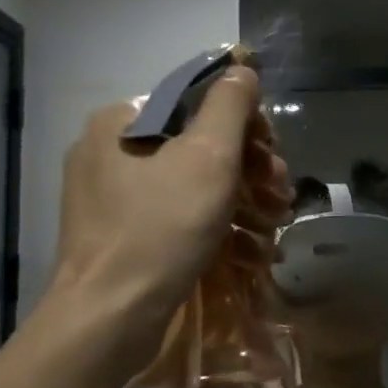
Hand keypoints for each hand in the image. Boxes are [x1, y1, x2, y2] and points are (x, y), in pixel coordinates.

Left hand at [51, 68, 290, 372]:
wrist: (109, 319)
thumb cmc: (162, 227)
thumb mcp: (208, 155)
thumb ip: (230, 104)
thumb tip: (242, 69)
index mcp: (121, 120)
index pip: (196, 101)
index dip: (245, 123)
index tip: (272, 155)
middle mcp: (109, 150)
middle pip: (197, 143)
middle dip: (248, 168)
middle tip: (279, 193)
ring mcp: (110, 196)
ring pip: (190, 182)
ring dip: (240, 199)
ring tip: (272, 224)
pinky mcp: (118, 234)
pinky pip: (174, 214)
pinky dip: (212, 224)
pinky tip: (248, 248)